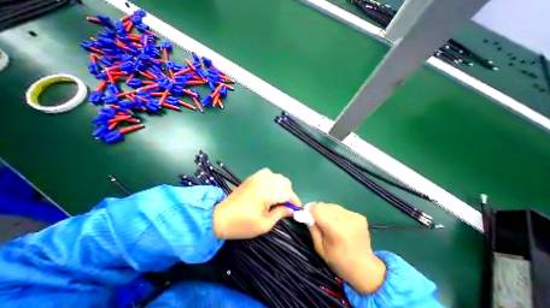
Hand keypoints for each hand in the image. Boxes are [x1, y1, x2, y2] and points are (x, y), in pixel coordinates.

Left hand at [214, 169, 299, 239]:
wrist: (220, 217)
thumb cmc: (242, 224)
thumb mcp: (264, 224)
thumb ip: (281, 214)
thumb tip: (292, 210)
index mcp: (267, 192)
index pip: (288, 193)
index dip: (295, 201)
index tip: (297, 209)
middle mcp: (264, 181)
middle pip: (285, 181)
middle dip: (289, 193)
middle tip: (286, 205)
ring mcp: (257, 177)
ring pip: (278, 176)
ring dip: (282, 185)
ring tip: (278, 197)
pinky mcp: (252, 177)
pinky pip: (268, 173)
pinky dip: (273, 179)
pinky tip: (269, 188)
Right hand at [309, 202, 385, 292]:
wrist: (365, 269)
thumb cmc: (339, 261)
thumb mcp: (319, 248)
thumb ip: (312, 228)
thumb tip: (305, 213)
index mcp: (336, 231)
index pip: (318, 209)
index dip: (310, 210)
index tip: (307, 214)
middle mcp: (347, 220)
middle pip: (325, 206)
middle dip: (318, 211)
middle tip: (318, 220)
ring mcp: (355, 217)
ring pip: (332, 205)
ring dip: (327, 211)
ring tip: (329, 222)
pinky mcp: (360, 216)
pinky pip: (341, 209)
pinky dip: (336, 213)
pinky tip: (339, 223)